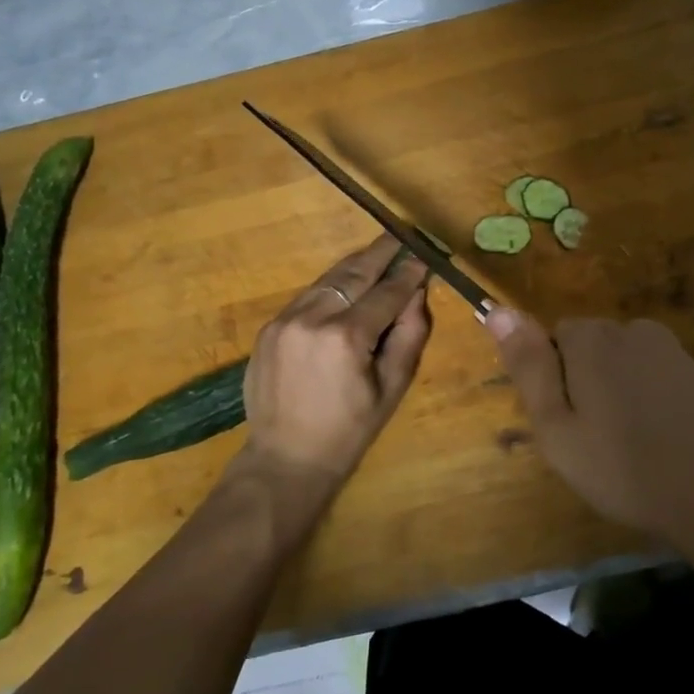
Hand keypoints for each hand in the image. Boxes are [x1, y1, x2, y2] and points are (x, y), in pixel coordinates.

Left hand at [237, 236, 431, 501]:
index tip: (424, 255)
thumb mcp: (392, 387)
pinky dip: (331, 287)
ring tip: (378, 253)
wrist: (286, 458)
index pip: (386, 291)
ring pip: (328, 279)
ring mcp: (285, 319)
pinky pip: (308, 296)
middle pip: (353, 272)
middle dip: (381, 252)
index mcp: (346, 337)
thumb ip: (409, 335)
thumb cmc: (349, 430)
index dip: (408, 272)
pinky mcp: (269, 327)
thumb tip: (417, 292)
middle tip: (401, 235)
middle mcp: (312, 318)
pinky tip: (346, 286)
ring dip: (355, 265)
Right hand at [486, 310, 693, 543]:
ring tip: (630, 448)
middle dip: (587, 382)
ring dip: (621, 393)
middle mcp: (632, 330)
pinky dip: (654, 403)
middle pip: (592, 347)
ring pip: (626, 364)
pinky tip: (664, 444)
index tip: (566, 422)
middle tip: (594, 440)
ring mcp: (673, 351)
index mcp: (591, 339)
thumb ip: (528, 365)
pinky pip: (660, 379)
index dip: (555, 378)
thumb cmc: (626, 467)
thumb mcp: (557, 427)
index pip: (555, 336)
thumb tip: (495, 308)